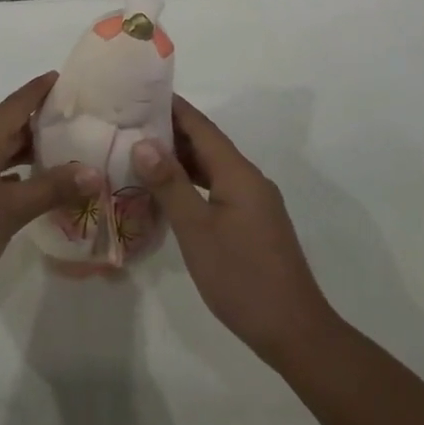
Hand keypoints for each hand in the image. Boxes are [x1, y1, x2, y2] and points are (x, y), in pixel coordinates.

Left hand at [0, 74, 99, 310]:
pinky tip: (22, 185)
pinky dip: (4, 171)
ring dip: (21, 152)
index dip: (38, 91)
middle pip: (4, 126)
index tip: (62, 77)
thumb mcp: (10, 212)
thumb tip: (94, 173)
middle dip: (37, 125)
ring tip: (57, 155)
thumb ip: (52, 189)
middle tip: (73, 125)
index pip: (14, 105)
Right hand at [134, 96, 338, 364]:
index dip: (173, 107)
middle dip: (171, 131)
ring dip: (180, 158)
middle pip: (208, 144)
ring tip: (140, 151)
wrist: (294, 331)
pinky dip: (192, 182)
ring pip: (212, 168)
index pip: (201, 127)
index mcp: (238, 174)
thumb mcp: (197, 230)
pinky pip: (218, 188)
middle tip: (129, 122)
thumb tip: (143, 142)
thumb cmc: (241, 277)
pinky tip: (169, 191)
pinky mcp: (253, 223)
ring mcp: (254, 202)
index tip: (140, 93)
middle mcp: (249, 180)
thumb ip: (170, 184)